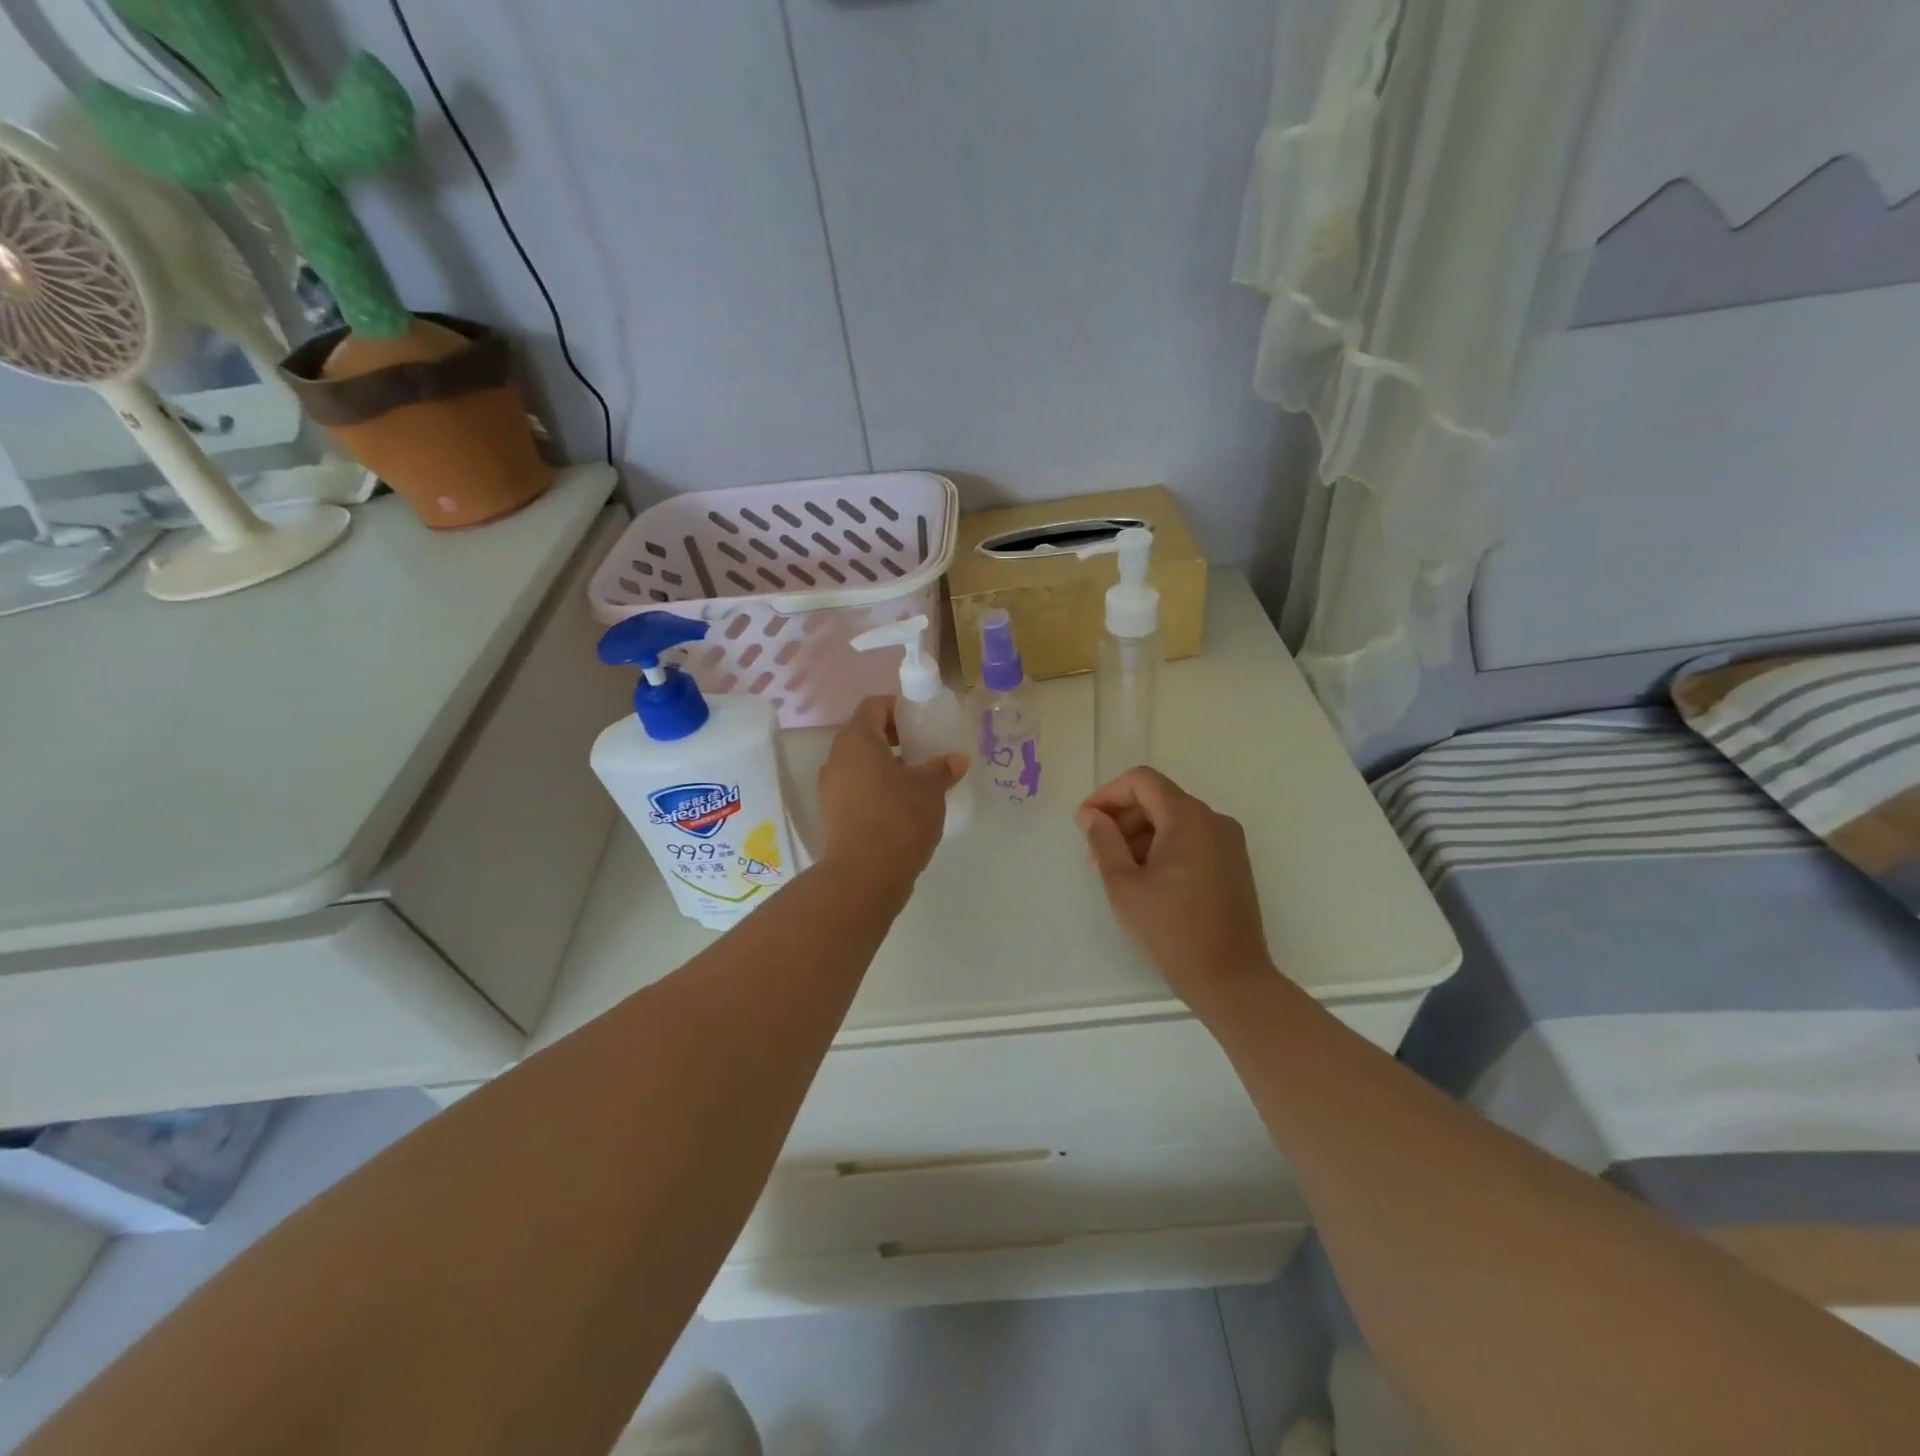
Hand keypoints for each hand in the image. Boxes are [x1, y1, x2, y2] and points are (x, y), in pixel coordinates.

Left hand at [817, 697, 966, 890]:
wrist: (863, 876)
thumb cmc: (898, 818)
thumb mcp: (930, 789)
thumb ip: (942, 768)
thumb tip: (956, 759)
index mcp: (856, 740)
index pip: (873, 706)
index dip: (898, 707)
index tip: (922, 721)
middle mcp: (836, 759)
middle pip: (865, 735)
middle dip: (895, 738)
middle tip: (924, 750)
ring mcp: (830, 789)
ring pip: (860, 765)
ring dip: (886, 767)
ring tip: (917, 781)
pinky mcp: (832, 816)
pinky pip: (856, 790)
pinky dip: (877, 790)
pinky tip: (903, 808)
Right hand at [1077, 767, 1271, 1010]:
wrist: (1231, 979)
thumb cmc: (1171, 930)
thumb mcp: (1124, 884)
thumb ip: (1104, 841)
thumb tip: (1091, 815)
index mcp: (1188, 818)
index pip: (1141, 781)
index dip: (1108, 795)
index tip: (1085, 822)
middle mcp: (1213, 820)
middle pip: (1158, 799)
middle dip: (1122, 820)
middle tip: (1095, 855)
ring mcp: (1228, 843)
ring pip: (1174, 821)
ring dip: (1140, 837)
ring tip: (1117, 873)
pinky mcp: (1233, 864)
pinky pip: (1191, 840)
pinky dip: (1163, 849)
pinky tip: (1146, 881)